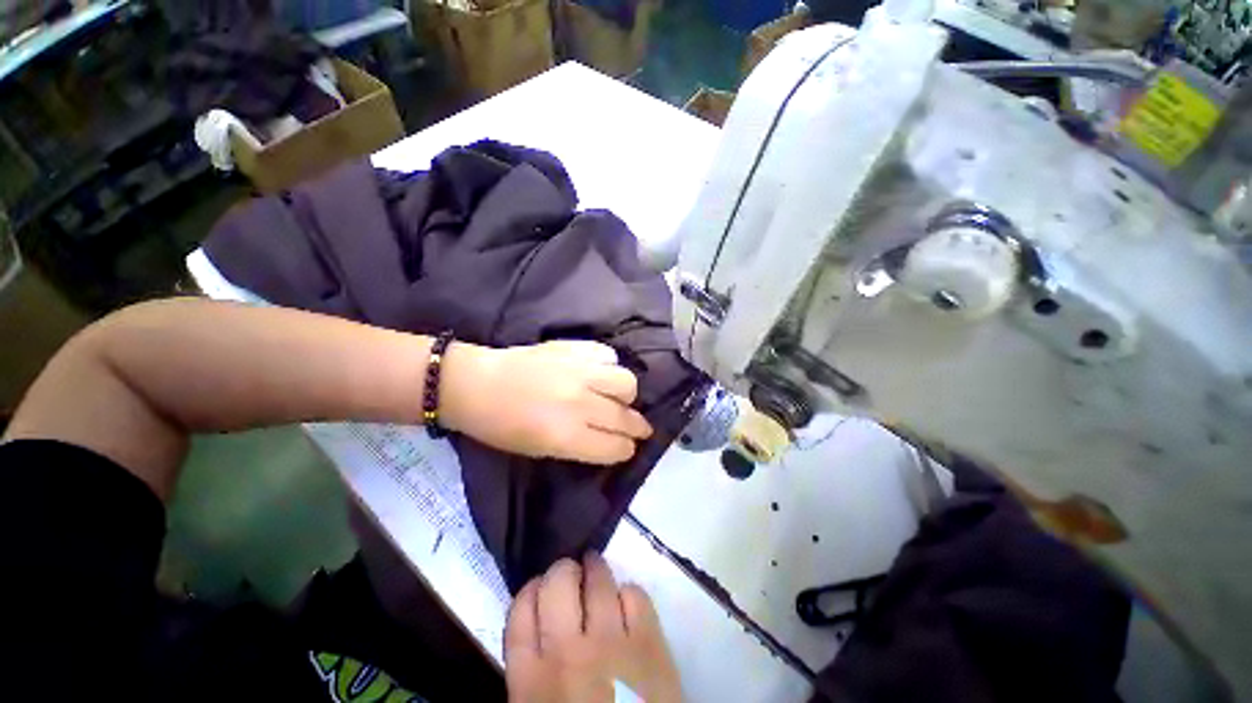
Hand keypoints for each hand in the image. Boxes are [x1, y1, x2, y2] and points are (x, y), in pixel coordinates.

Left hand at [440, 340, 652, 464]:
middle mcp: (580, 404)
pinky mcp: (572, 348)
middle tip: (635, 430)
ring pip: (627, 383)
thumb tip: (610, 441)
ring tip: (615, 399)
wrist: (475, 385)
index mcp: (567, 437)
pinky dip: (608, 367)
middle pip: (627, 418)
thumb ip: (579, 447)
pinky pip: (608, 356)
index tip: (624, 449)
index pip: (618, 447)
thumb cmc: (499, 428)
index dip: (624, 451)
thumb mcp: (539, 451)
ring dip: (625, 395)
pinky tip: (597, 374)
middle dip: (635, 428)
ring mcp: (578, 372)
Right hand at [505, 553, 682, 702]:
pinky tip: (626, 599)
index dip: (529, 590)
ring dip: (594, 571)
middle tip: (569, 570)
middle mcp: (564, 647)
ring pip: (597, 584)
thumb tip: (535, 626)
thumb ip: (529, 664)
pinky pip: (636, 597)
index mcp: (529, 669)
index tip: (537, 586)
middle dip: (560, 571)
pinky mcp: (649, 643)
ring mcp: (610, 642)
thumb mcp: (535, 701)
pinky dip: (628, 591)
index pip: (520, 610)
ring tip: (594, 567)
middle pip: (555, 586)